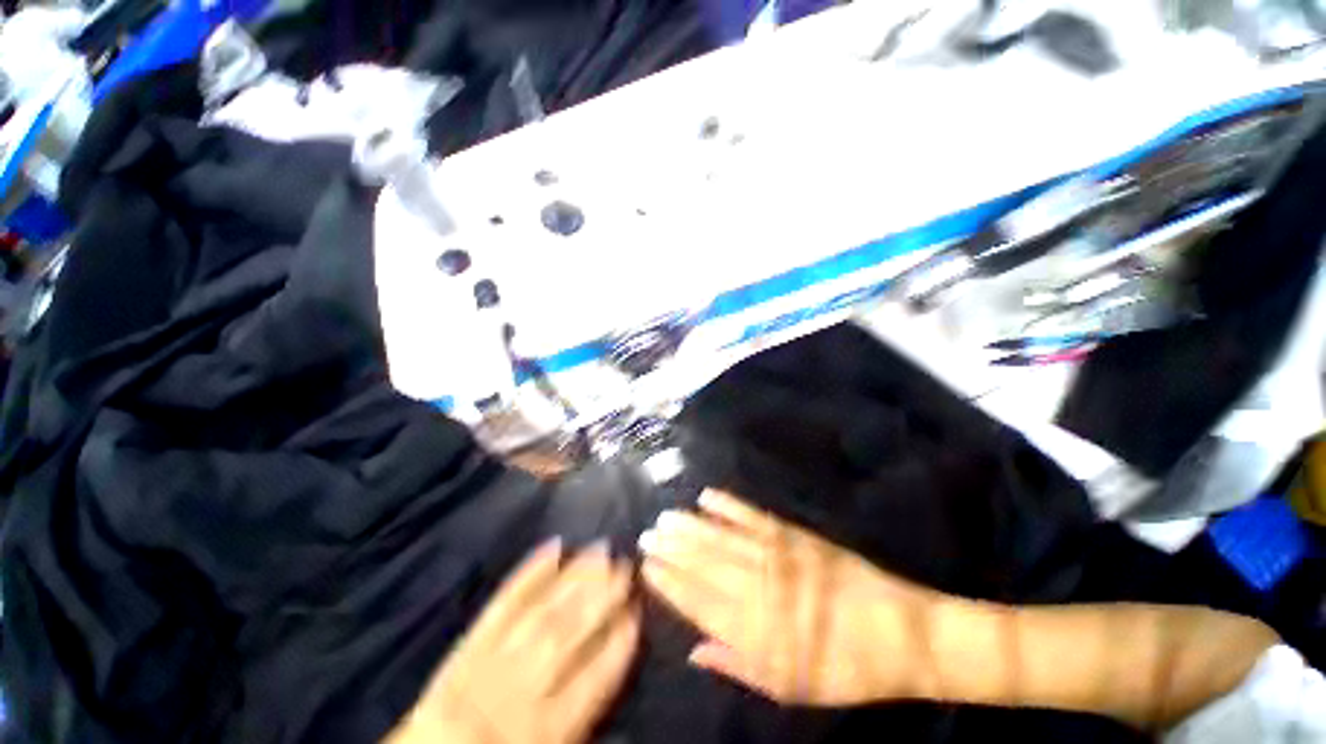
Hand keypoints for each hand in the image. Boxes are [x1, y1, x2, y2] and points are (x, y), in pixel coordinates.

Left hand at [387, 540, 639, 743]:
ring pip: (540, 612)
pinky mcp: (469, 641)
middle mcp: (520, 689)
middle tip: (624, 563)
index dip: (618, 643)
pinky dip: (529, 574)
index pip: (592, 680)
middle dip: (599, 597)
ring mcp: (491, 659)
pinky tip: (553, 547)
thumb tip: (615, 653)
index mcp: (546, 729)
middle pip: (566, 635)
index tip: (637, 609)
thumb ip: (584, 709)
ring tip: (600, 549)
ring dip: (574, 578)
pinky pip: (501, 604)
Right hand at [640, 490, 944, 705]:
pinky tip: (708, 496)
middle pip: (705, 566)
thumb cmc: (843, 668)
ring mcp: (777, 557)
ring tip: (666, 518)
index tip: (647, 568)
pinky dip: (728, 505)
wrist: (899, 633)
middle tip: (646, 535)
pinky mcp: (794, 535)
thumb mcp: (790, 687)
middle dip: (672, 550)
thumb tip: (695, 650)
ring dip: (691, 527)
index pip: (698, 603)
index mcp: (756, 632)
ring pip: (722, 539)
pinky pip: (753, 516)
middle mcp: (759, 590)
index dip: (670, 584)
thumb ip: (738, 665)